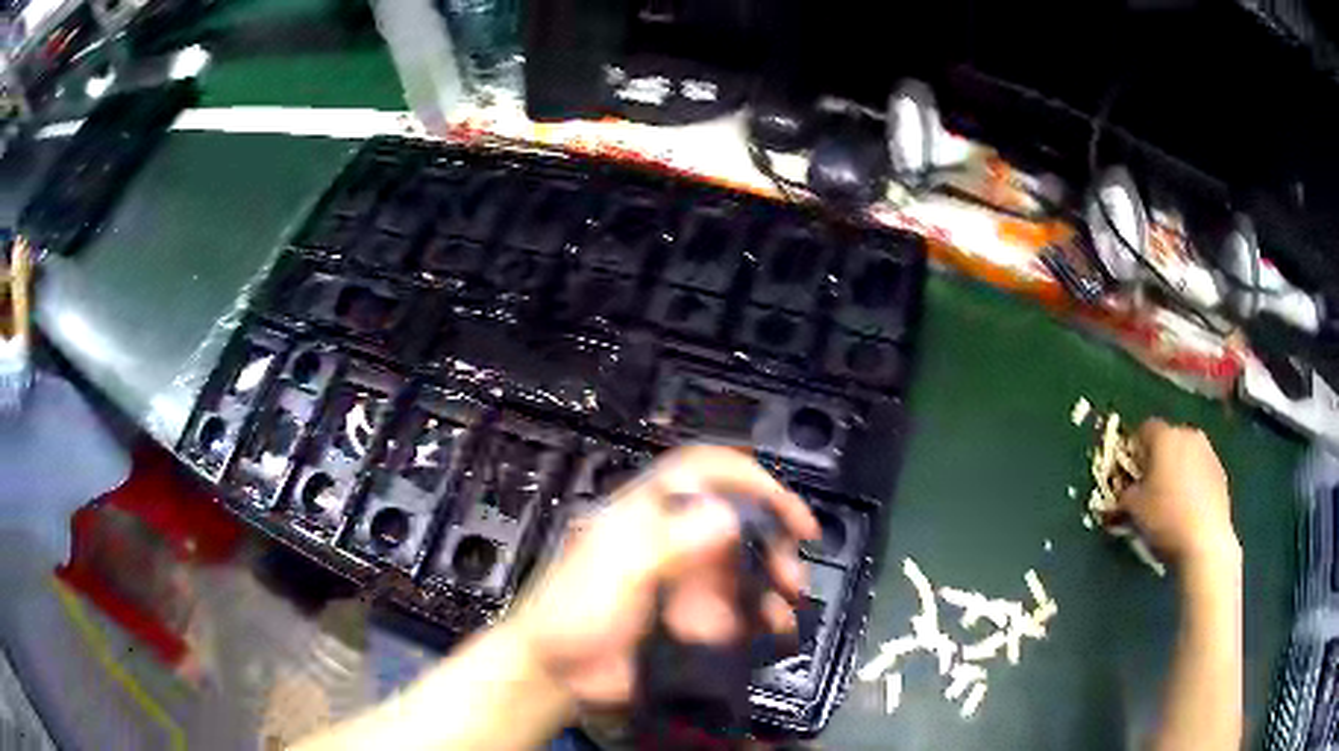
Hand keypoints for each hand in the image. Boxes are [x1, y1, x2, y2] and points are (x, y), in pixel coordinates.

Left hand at [505, 445, 819, 709]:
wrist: (558, 675)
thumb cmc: (572, 613)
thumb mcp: (614, 572)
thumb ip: (666, 544)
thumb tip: (727, 516)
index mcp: (649, 513)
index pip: (706, 473)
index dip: (749, 480)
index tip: (786, 510)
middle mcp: (677, 540)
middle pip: (740, 520)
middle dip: (774, 538)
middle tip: (790, 571)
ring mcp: (689, 581)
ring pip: (748, 566)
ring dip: (777, 579)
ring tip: (788, 601)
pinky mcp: (697, 617)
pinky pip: (743, 609)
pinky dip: (767, 615)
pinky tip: (775, 628)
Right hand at [1118, 419, 1238, 567]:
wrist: (1204, 541)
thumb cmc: (1165, 518)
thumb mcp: (1133, 509)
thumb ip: (1124, 494)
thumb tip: (1123, 493)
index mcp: (1165, 437)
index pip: (1144, 429)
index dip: (1135, 448)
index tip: (1130, 471)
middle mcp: (1188, 435)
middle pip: (1169, 439)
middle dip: (1159, 458)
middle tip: (1150, 485)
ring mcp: (1208, 452)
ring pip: (1187, 454)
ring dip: (1177, 469)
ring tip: (1171, 499)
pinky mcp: (1221, 472)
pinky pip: (1201, 470)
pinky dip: (1193, 482)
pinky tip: (1188, 508)